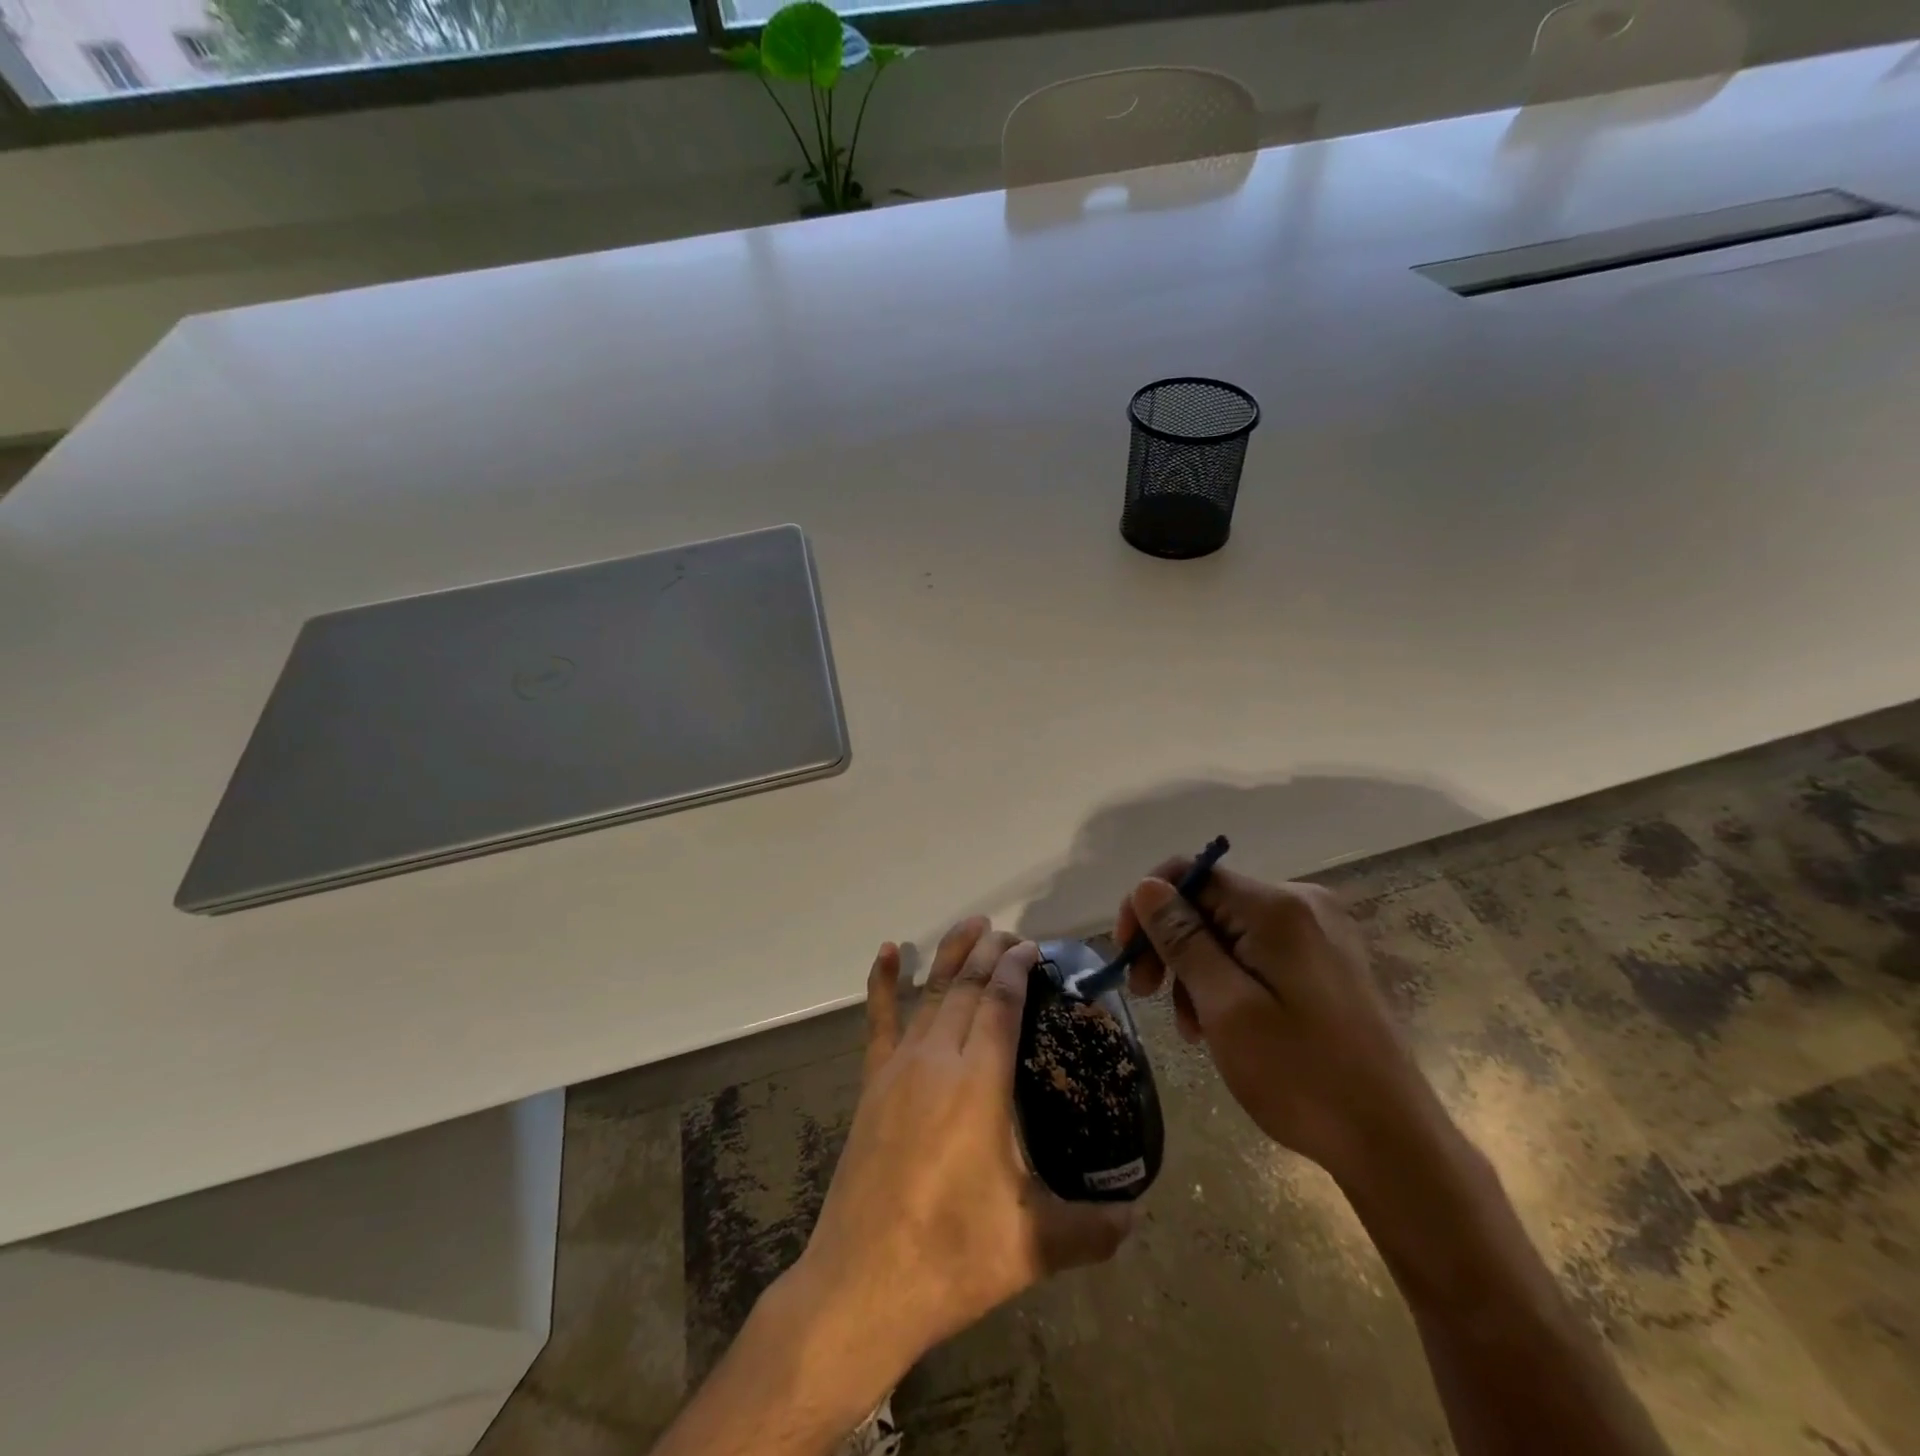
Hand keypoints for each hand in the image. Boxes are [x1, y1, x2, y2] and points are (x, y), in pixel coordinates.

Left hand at [784, 918, 1132, 1403]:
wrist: (861, 1285)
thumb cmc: (950, 1257)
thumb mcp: (1031, 1247)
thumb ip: (1091, 1229)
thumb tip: (1137, 1217)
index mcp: (979, 1084)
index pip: (1001, 1004)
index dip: (1016, 970)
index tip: (1032, 948)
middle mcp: (938, 1060)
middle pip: (967, 988)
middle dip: (990, 954)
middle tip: (1012, 934)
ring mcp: (899, 1068)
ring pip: (931, 994)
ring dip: (952, 956)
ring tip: (972, 926)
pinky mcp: (872, 1085)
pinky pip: (878, 1021)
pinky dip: (881, 983)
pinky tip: (886, 952)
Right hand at [1116, 863, 1438, 1185]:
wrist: (1394, 1144)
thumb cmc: (1302, 1077)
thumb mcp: (1226, 1008)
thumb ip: (1183, 940)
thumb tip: (1146, 885)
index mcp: (1277, 907)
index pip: (1189, 874)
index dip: (1147, 907)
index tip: (1128, 958)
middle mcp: (1302, 904)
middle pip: (1209, 902)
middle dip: (1170, 945)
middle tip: (1148, 996)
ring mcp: (1321, 932)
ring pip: (1230, 930)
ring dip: (1197, 970)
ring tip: (1193, 1028)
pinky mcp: (1328, 961)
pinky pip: (1258, 951)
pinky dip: (1229, 979)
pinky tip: (1223, 1022)